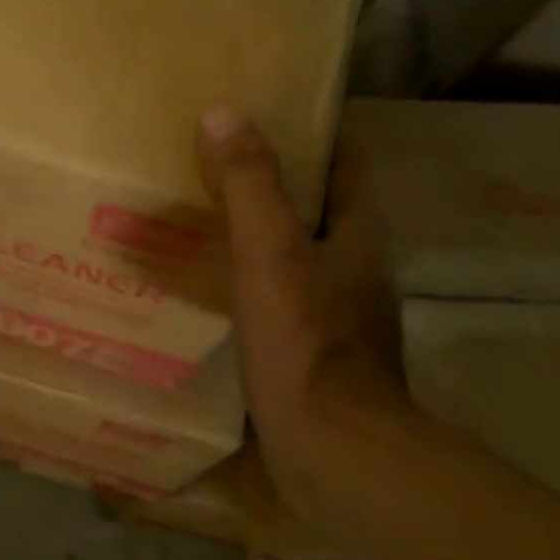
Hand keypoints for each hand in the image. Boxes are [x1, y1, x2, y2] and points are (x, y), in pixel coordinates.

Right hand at [197, 109, 406, 518]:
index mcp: (359, 234)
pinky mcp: (313, 352)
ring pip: (295, 256)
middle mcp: (356, 268)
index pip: (345, 164)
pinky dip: (248, 283)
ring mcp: (338, 314)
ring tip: (200, 221)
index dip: (311, 135)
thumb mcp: (269, 250)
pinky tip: (209, 288)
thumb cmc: (304, 339)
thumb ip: (248, 183)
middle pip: (318, 209)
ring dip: (257, 236)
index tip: (263, 117)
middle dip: (273, 186)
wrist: (330, 446)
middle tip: (212, 167)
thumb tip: (222, 113)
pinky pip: (278, 299)